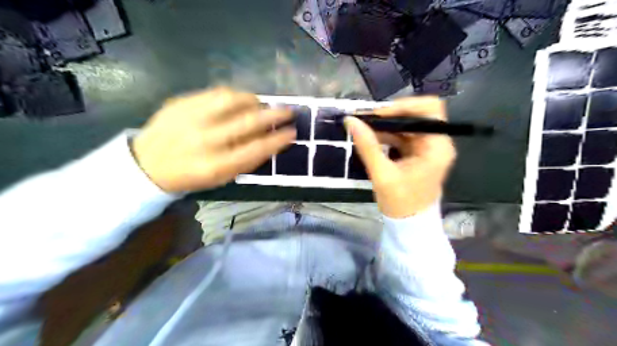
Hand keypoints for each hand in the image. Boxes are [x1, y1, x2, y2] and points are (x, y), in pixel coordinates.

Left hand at [131, 87, 294, 192]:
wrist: (147, 164)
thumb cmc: (191, 176)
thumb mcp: (220, 178)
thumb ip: (246, 162)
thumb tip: (270, 142)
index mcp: (216, 166)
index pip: (256, 149)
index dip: (278, 140)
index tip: (292, 133)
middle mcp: (205, 140)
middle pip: (248, 122)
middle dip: (274, 116)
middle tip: (289, 112)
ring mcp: (192, 118)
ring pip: (233, 101)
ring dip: (255, 101)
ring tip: (262, 104)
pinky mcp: (181, 103)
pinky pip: (216, 93)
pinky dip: (235, 95)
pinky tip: (241, 99)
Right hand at [346, 96, 454, 216]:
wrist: (409, 225)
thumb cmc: (401, 203)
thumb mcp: (382, 175)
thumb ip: (367, 146)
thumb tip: (351, 121)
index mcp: (437, 146)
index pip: (429, 109)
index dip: (404, 106)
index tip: (378, 114)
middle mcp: (437, 142)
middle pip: (416, 115)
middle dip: (390, 116)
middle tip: (365, 120)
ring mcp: (427, 148)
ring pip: (407, 126)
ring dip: (385, 126)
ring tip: (363, 129)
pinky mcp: (417, 154)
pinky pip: (402, 137)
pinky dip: (386, 136)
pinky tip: (370, 139)